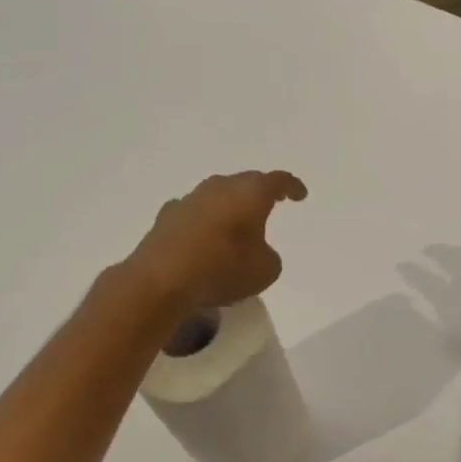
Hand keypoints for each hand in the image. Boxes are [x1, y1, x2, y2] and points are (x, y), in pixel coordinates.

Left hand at [118, 170, 307, 313]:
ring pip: (217, 195)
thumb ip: (269, 255)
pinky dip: (202, 221)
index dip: (292, 187)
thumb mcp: (265, 270)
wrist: (160, 281)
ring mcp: (190, 199)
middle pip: (246, 183)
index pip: (278, 180)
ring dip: (228, 207)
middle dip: (258, 194)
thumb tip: (256, 251)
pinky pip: (193, 212)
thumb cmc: (223, 269)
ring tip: (235, 225)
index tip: (300, 195)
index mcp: (252, 193)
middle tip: (268, 206)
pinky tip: (202, 238)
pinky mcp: (165, 216)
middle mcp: (221, 187)